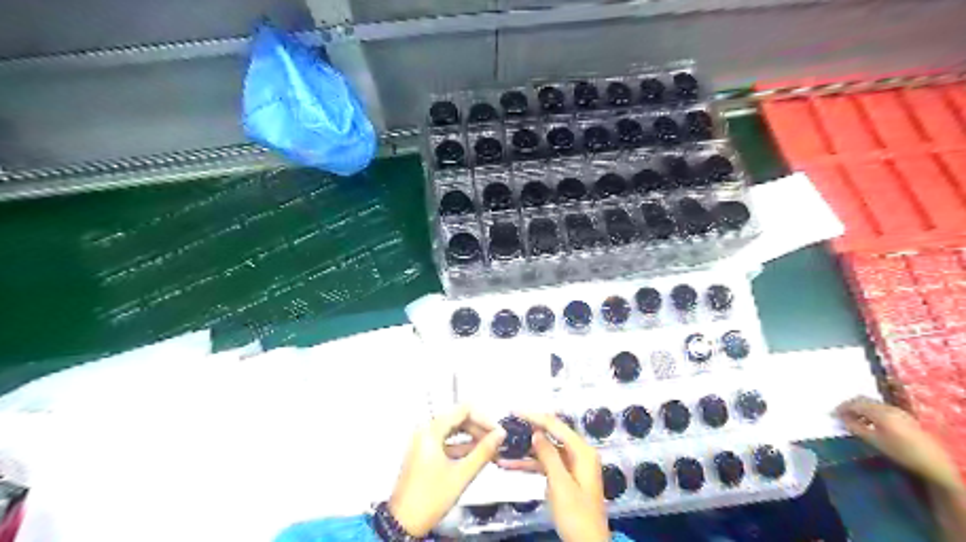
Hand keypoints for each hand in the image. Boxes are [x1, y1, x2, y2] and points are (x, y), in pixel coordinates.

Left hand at [388, 406, 505, 536]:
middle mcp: (426, 431)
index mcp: (432, 431)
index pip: (463, 410)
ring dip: (472, 438)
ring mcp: (424, 441)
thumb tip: (499, 434)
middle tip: (496, 442)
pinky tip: (476, 456)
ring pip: (453, 430)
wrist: (403, 523)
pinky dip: (461, 446)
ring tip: (490, 450)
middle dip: (479, 429)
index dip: (483, 418)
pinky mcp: (424, 452)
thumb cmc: (430, 498)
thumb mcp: (461, 475)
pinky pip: (446, 441)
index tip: (497, 432)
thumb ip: (483, 452)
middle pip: (458, 418)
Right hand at [503, 413, 605, 540]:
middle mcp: (578, 454)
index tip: (514, 411)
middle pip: (550, 435)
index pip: (556, 425)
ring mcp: (571, 465)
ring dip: (525, 452)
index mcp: (582, 452)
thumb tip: (536, 432)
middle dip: (528, 431)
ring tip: (503, 447)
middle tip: (507, 425)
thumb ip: (548, 456)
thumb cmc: (577, 515)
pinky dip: (530, 465)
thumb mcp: (561, 485)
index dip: (535, 416)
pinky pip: (545, 465)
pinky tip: (510, 465)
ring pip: (545, 451)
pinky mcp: (565, 477)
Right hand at [834, 395, 961, 493]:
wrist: (933, 461)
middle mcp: (887, 407)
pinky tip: (868, 421)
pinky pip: (880, 407)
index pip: (854, 403)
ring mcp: (897, 410)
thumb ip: (856, 427)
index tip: (831, 414)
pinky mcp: (903, 415)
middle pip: (863, 400)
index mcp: (879, 412)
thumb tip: (841, 418)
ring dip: (860, 408)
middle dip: (849, 405)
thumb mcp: (874, 441)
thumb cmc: (901, 452)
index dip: (841, 408)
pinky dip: (870, 410)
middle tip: (840, 414)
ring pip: (871, 403)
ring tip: (853, 418)